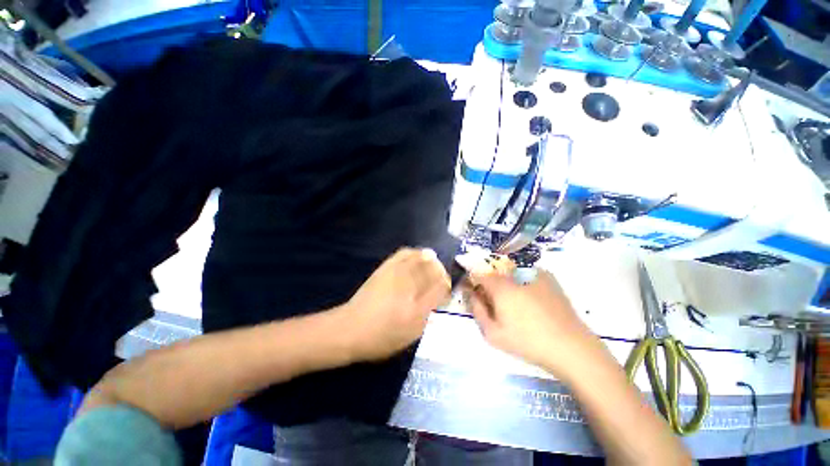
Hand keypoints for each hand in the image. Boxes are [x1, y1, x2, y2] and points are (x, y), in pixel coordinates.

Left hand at [343, 248, 450, 361]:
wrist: (351, 328)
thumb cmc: (383, 336)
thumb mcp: (411, 332)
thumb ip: (429, 312)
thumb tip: (441, 294)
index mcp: (417, 306)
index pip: (441, 287)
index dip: (447, 286)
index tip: (446, 290)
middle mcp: (409, 285)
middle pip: (433, 269)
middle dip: (441, 272)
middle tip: (440, 279)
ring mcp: (397, 273)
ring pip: (421, 258)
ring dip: (431, 261)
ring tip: (433, 266)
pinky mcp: (386, 267)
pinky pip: (404, 253)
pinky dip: (415, 252)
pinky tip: (418, 256)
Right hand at [464, 269, 599, 377]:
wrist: (572, 348)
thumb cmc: (528, 342)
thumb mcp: (493, 334)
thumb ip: (477, 310)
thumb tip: (472, 294)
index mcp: (501, 286)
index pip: (479, 273)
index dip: (474, 282)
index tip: (475, 294)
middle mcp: (516, 274)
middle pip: (494, 273)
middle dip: (490, 285)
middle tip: (495, 305)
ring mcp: (535, 274)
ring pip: (510, 274)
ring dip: (506, 284)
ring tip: (516, 307)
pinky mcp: (549, 279)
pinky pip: (526, 275)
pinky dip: (522, 284)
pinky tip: (531, 302)